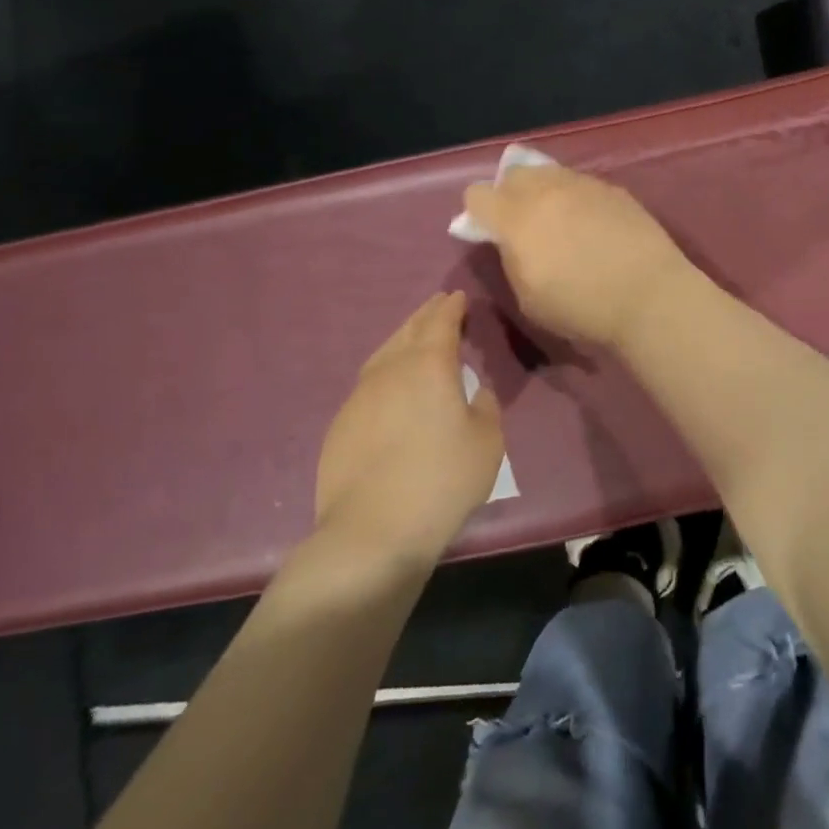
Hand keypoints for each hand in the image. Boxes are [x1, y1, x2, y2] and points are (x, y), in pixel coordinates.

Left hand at [313, 291, 503, 563]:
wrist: (373, 531)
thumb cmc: (442, 481)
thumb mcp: (487, 442)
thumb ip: (486, 407)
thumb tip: (476, 392)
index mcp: (429, 366)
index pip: (441, 322)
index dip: (451, 307)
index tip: (459, 297)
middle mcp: (390, 370)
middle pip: (409, 331)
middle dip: (426, 315)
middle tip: (439, 305)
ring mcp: (359, 397)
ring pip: (383, 354)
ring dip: (402, 338)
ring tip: (415, 337)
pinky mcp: (341, 424)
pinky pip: (368, 383)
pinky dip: (385, 371)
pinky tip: (391, 386)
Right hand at [460, 164, 691, 348]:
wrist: (649, 295)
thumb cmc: (582, 307)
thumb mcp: (528, 298)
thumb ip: (511, 260)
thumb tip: (508, 241)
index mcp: (516, 219)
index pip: (477, 194)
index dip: (477, 212)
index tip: (488, 232)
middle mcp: (547, 191)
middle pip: (514, 174)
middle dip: (509, 193)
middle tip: (522, 223)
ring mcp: (583, 185)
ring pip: (550, 173)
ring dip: (544, 191)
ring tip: (558, 220)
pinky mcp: (613, 189)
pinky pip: (581, 183)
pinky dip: (575, 197)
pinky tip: (590, 223)